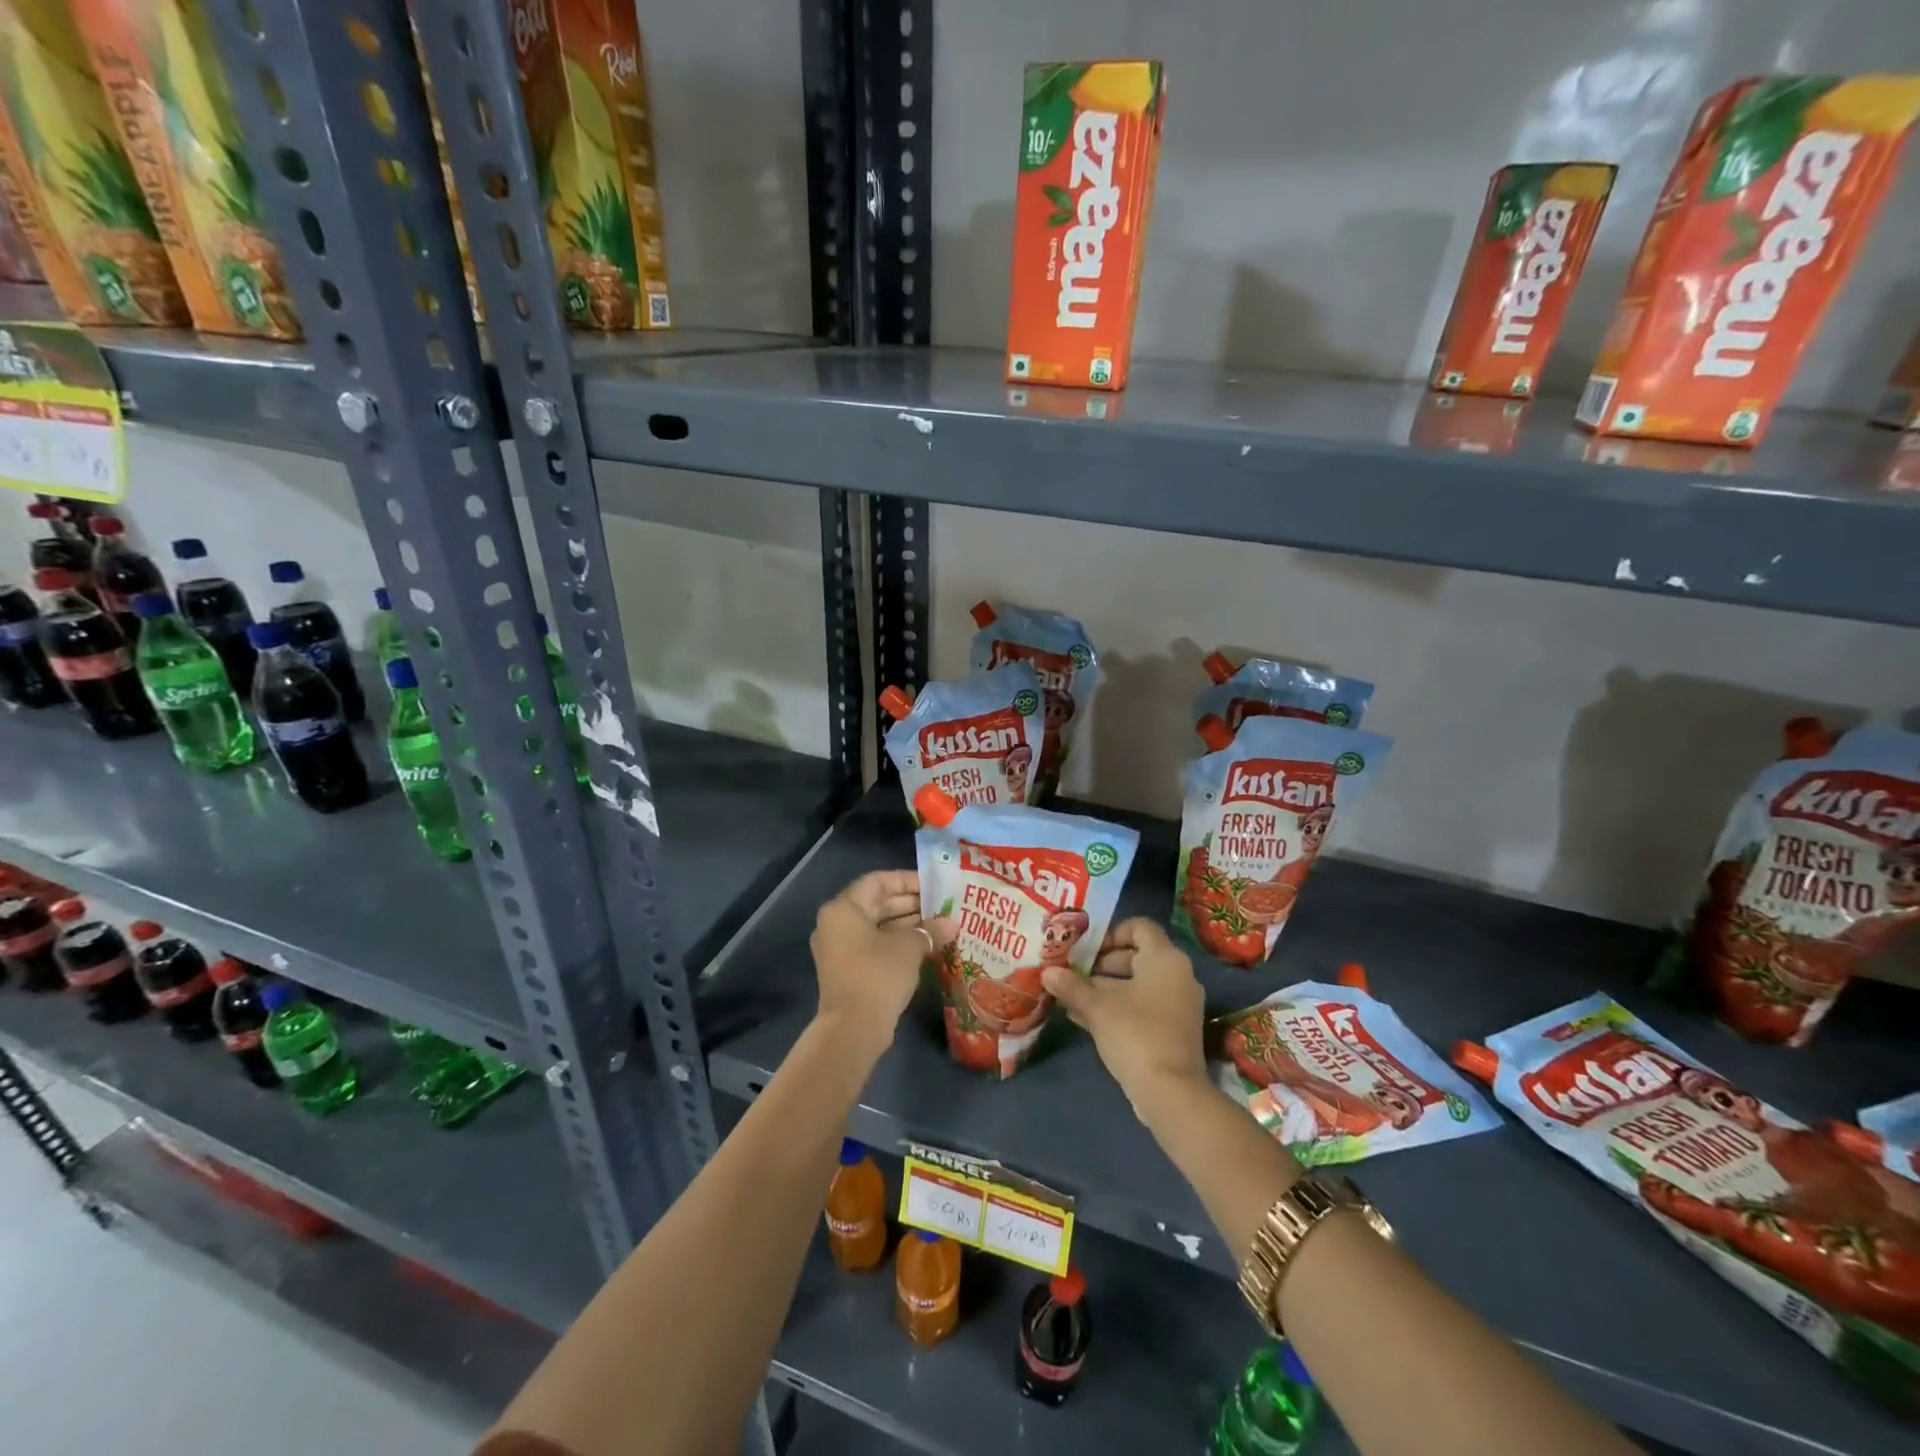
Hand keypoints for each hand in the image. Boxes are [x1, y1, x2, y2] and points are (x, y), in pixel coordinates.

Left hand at [811, 871, 953, 1052]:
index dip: (906, 880)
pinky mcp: (848, 970)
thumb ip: (930, 930)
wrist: (853, 1029)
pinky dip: (897, 943)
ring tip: (940, 924)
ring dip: (907, 924)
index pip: (877, 881)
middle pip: (876, 903)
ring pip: (877, 926)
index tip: (933, 885)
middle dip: (910, 904)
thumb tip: (952, 923)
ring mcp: (840, 949)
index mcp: (843, 909)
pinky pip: (874, 946)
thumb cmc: (878, 974)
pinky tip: (926, 946)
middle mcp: (836, 924)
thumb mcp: (909, 947)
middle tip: (941, 905)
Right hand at [1042, 918, 1206, 1105]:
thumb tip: (1047, 972)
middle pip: (1137, 956)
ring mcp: (1179, 1005)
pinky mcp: (1175, 1030)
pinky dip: (1119, 1007)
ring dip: (1105, 988)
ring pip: (1138, 984)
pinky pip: (1144, 1006)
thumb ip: (1072, 986)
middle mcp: (1178, 975)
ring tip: (1071, 997)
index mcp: (1165, 958)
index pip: (1139, 927)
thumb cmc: (1134, 1033)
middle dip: (1102, 964)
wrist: (1171, 1093)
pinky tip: (1085, 1019)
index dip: (1111, 933)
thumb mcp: (1097, 1007)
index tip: (1085, 949)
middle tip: (1073, 973)